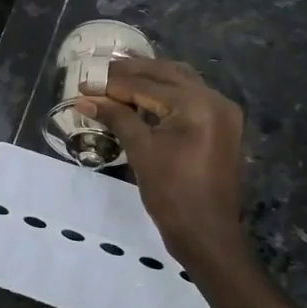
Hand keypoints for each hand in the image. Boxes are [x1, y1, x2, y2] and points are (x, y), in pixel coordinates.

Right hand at [78, 58, 250, 269]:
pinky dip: (165, 93)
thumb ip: (116, 117)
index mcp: (197, 104)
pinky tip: (142, 96)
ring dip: (149, 79)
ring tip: (117, 79)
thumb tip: (85, 99)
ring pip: (180, 82)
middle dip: (131, 73)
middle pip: (167, 74)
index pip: (147, 85)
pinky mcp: (221, 125)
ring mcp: (222, 112)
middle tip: (99, 73)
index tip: (84, 84)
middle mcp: (215, 99)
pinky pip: (191, 98)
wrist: (206, 234)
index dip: (112, 84)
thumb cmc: (171, 194)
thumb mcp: (141, 151)